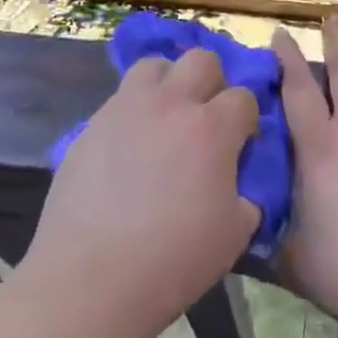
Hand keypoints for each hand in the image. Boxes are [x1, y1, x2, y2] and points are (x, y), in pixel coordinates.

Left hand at [23, 50, 260, 337]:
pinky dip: (134, 109)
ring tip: (165, 116)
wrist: (91, 277)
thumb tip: (239, 185)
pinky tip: (130, 145)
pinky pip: (120, 97)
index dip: (247, 118)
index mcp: (212, 129)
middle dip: (213, 81)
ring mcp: (126, 108)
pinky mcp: (92, 123)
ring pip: (155, 65)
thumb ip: (246, 196)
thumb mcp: (233, 235)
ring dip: (169, 82)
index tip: (242, 142)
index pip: (244, 96)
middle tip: (206, 118)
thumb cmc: (172, 260)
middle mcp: (171, 104)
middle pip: (201, 60)